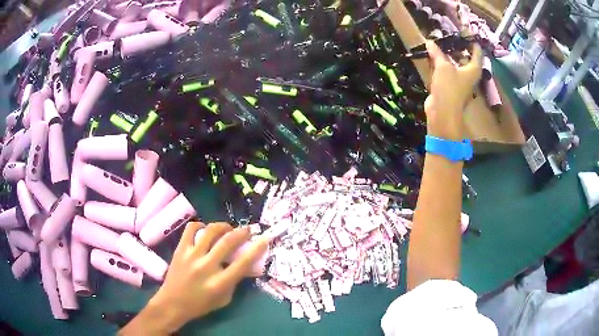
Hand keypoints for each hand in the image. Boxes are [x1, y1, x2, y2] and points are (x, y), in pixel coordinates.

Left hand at [120, 222, 267, 334]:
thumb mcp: (224, 299)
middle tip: (247, 230)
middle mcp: (206, 267)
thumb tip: (246, 265)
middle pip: (227, 242)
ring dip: (222, 226)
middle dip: (241, 232)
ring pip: (209, 231)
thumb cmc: (201, 304)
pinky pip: (191, 229)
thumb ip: (235, 281)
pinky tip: (205, 230)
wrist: (173, 303)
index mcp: (219, 283)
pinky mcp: (180, 250)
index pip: (242, 263)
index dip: (256, 249)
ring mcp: (191, 256)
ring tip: (227, 228)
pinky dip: (200, 225)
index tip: (264, 239)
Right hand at [424, 40, 481, 139]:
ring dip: (447, 56)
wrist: (442, 112)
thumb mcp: (443, 67)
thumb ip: (437, 53)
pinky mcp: (449, 87)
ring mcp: (459, 82)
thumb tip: (429, 42)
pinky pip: (446, 72)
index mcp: (473, 70)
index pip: (477, 53)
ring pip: (454, 65)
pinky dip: (440, 64)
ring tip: (439, 43)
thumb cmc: (449, 88)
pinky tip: (433, 57)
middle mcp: (469, 75)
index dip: (473, 42)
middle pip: (465, 58)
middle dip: (458, 47)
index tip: (467, 33)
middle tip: (450, 35)